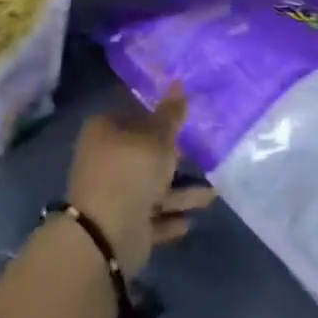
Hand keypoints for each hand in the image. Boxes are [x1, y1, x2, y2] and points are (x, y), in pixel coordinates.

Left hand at [66, 91, 215, 277]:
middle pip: (145, 152)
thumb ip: (171, 114)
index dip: (160, 113)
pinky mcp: (122, 223)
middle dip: (174, 156)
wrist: (106, 235)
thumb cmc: (131, 171)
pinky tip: (190, 220)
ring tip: (212, 193)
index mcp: (106, 131)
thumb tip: (178, 82)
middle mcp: (106, 159)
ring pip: (152, 187)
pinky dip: (170, 216)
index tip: (186, 115)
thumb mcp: (158, 137)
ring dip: (180, 192)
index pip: (134, 113)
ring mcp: (113, 193)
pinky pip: (152, 216)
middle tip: (204, 151)